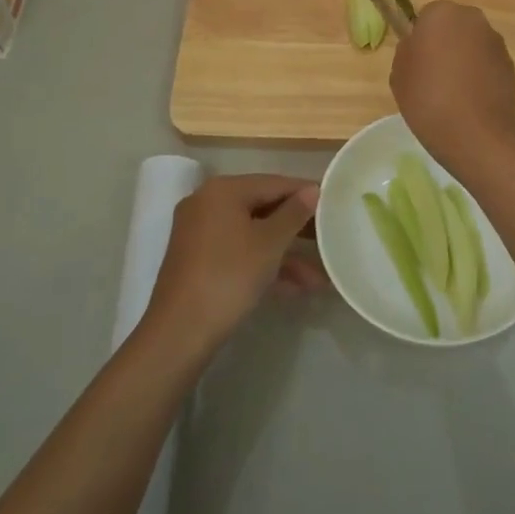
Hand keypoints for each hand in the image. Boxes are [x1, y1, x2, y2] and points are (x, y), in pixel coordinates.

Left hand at [146, 174, 320, 356]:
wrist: (181, 331)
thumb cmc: (229, 275)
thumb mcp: (270, 243)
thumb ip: (294, 213)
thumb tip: (312, 190)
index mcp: (223, 190)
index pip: (274, 183)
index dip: (305, 192)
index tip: (333, 204)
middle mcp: (207, 203)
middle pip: (263, 208)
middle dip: (297, 229)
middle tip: (329, 237)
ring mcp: (200, 233)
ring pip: (252, 234)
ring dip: (285, 254)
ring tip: (318, 278)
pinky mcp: (198, 260)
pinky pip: (239, 252)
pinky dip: (264, 265)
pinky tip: (294, 289)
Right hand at [389, 0, 514, 172]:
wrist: (474, 133)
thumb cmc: (427, 98)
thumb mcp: (398, 74)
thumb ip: (408, 50)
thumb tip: (418, 46)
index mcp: (441, 13)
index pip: (426, 16)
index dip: (420, 39)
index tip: (417, 62)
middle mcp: (472, 19)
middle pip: (453, 26)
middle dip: (445, 43)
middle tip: (433, 75)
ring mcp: (495, 41)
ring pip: (472, 44)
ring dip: (464, 58)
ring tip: (453, 92)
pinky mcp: (510, 64)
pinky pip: (487, 63)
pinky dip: (480, 74)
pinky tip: (470, 100)